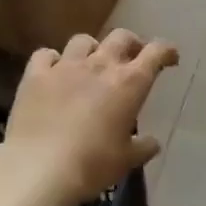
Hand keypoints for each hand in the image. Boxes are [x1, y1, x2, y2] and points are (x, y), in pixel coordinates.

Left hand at [3, 29, 179, 205]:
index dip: (166, 51)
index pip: (156, 53)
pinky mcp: (35, 75)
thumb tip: (152, 142)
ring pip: (83, 40)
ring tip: (91, 64)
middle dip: (131, 43)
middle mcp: (99, 66)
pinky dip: (52, 60)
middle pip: (121, 37)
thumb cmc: (92, 165)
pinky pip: (45, 55)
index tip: (170, 58)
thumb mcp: (126, 161)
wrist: (38, 169)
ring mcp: (65, 67)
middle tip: (132, 58)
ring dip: (92, 49)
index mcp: (129, 83)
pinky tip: (53, 72)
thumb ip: (142, 147)